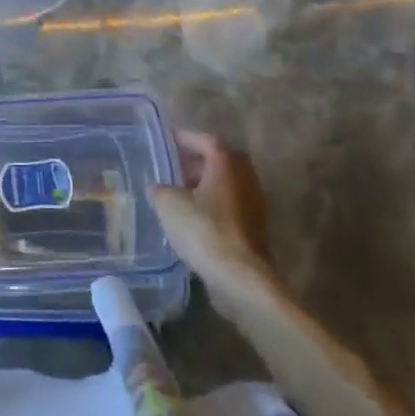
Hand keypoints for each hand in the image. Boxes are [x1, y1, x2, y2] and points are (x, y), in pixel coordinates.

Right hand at [150, 131, 271, 289]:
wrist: (239, 276)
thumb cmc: (203, 230)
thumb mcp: (168, 203)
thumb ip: (160, 189)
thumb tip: (159, 188)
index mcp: (226, 165)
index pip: (207, 140)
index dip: (187, 138)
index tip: (170, 141)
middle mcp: (244, 179)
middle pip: (222, 161)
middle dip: (200, 162)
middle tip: (177, 168)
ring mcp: (253, 205)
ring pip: (228, 185)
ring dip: (207, 186)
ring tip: (182, 195)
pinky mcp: (254, 230)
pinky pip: (232, 207)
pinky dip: (215, 206)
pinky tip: (195, 220)